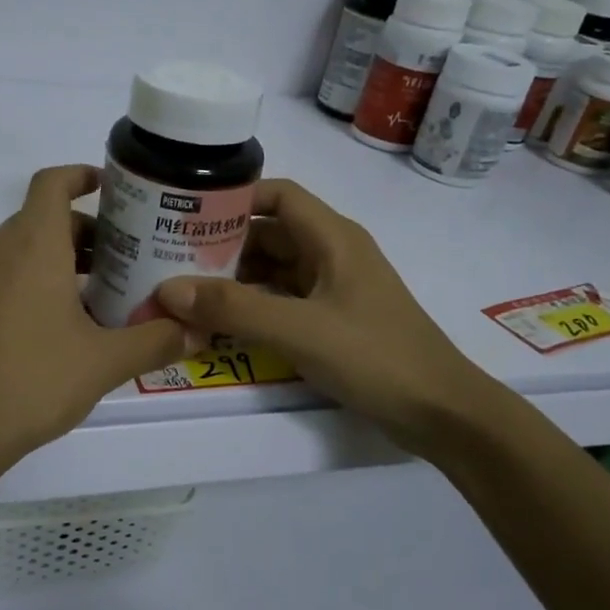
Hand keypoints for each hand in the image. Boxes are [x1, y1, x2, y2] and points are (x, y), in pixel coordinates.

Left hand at [0, 165, 187, 477]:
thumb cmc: (33, 382)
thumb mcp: (104, 363)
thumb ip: (156, 341)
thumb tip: (197, 332)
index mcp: (31, 245)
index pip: (51, 183)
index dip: (79, 175)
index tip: (108, 188)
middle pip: (39, 220)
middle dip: (81, 233)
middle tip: (118, 262)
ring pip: (15, 251)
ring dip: (52, 261)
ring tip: (89, 300)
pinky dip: (22, 284)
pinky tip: (43, 332)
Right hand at [154, 179, 497, 452]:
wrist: (442, 414)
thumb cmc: (375, 357)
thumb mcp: (298, 330)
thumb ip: (233, 308)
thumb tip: (167, 290)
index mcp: (333, 238)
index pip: (278, 195)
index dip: (234, 197)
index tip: (188, 213)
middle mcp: (333, 254)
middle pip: (270, 233)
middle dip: (223, 244)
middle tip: (171, 258)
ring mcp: (334, 289)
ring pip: (274, 269)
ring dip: (235, 278)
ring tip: (186, 290)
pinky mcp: (333, 321)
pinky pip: (283, 300)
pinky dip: (253, 305)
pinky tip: (221, 322)